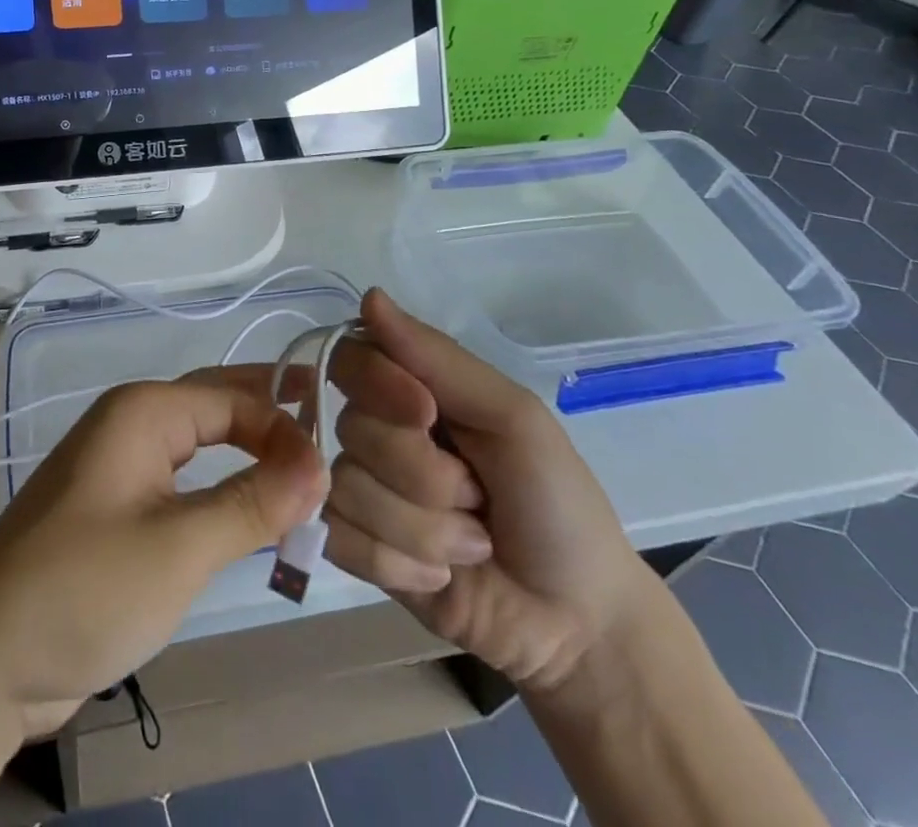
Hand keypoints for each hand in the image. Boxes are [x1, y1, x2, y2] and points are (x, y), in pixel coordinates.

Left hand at [0, 372, 326, 740]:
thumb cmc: (84, 588)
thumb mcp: (179, 547)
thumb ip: (251, 503)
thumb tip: (318, 465)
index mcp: (142, 412)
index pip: (233, 398)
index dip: (285, 427)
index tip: (331, 474)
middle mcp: (130, 426)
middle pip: (215, 408)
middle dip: (270, 421)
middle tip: (330, 443)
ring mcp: (120, 469)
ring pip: (200, 448)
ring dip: (249, 459)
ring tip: (302, 481)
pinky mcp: (116, 512)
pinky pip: (182, 485)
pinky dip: (221, 493)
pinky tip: (250, 513)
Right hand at [323, 291, 657, 697]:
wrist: (578, 622)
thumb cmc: (555, 502)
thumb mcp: (512, 417)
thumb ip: (439, 358)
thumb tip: (369, 296)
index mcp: (411, 391)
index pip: (352, 358)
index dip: (378, 384)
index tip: (427, 415)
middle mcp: (378, 433)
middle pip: (351, 429)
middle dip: (423, 475)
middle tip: (477, 498)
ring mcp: (363, 492)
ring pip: (347, 489)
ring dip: (422, 528)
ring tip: (471, 545)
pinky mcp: (355, 549)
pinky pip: (339, 538)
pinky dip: (396, 563)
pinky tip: (438, 576)